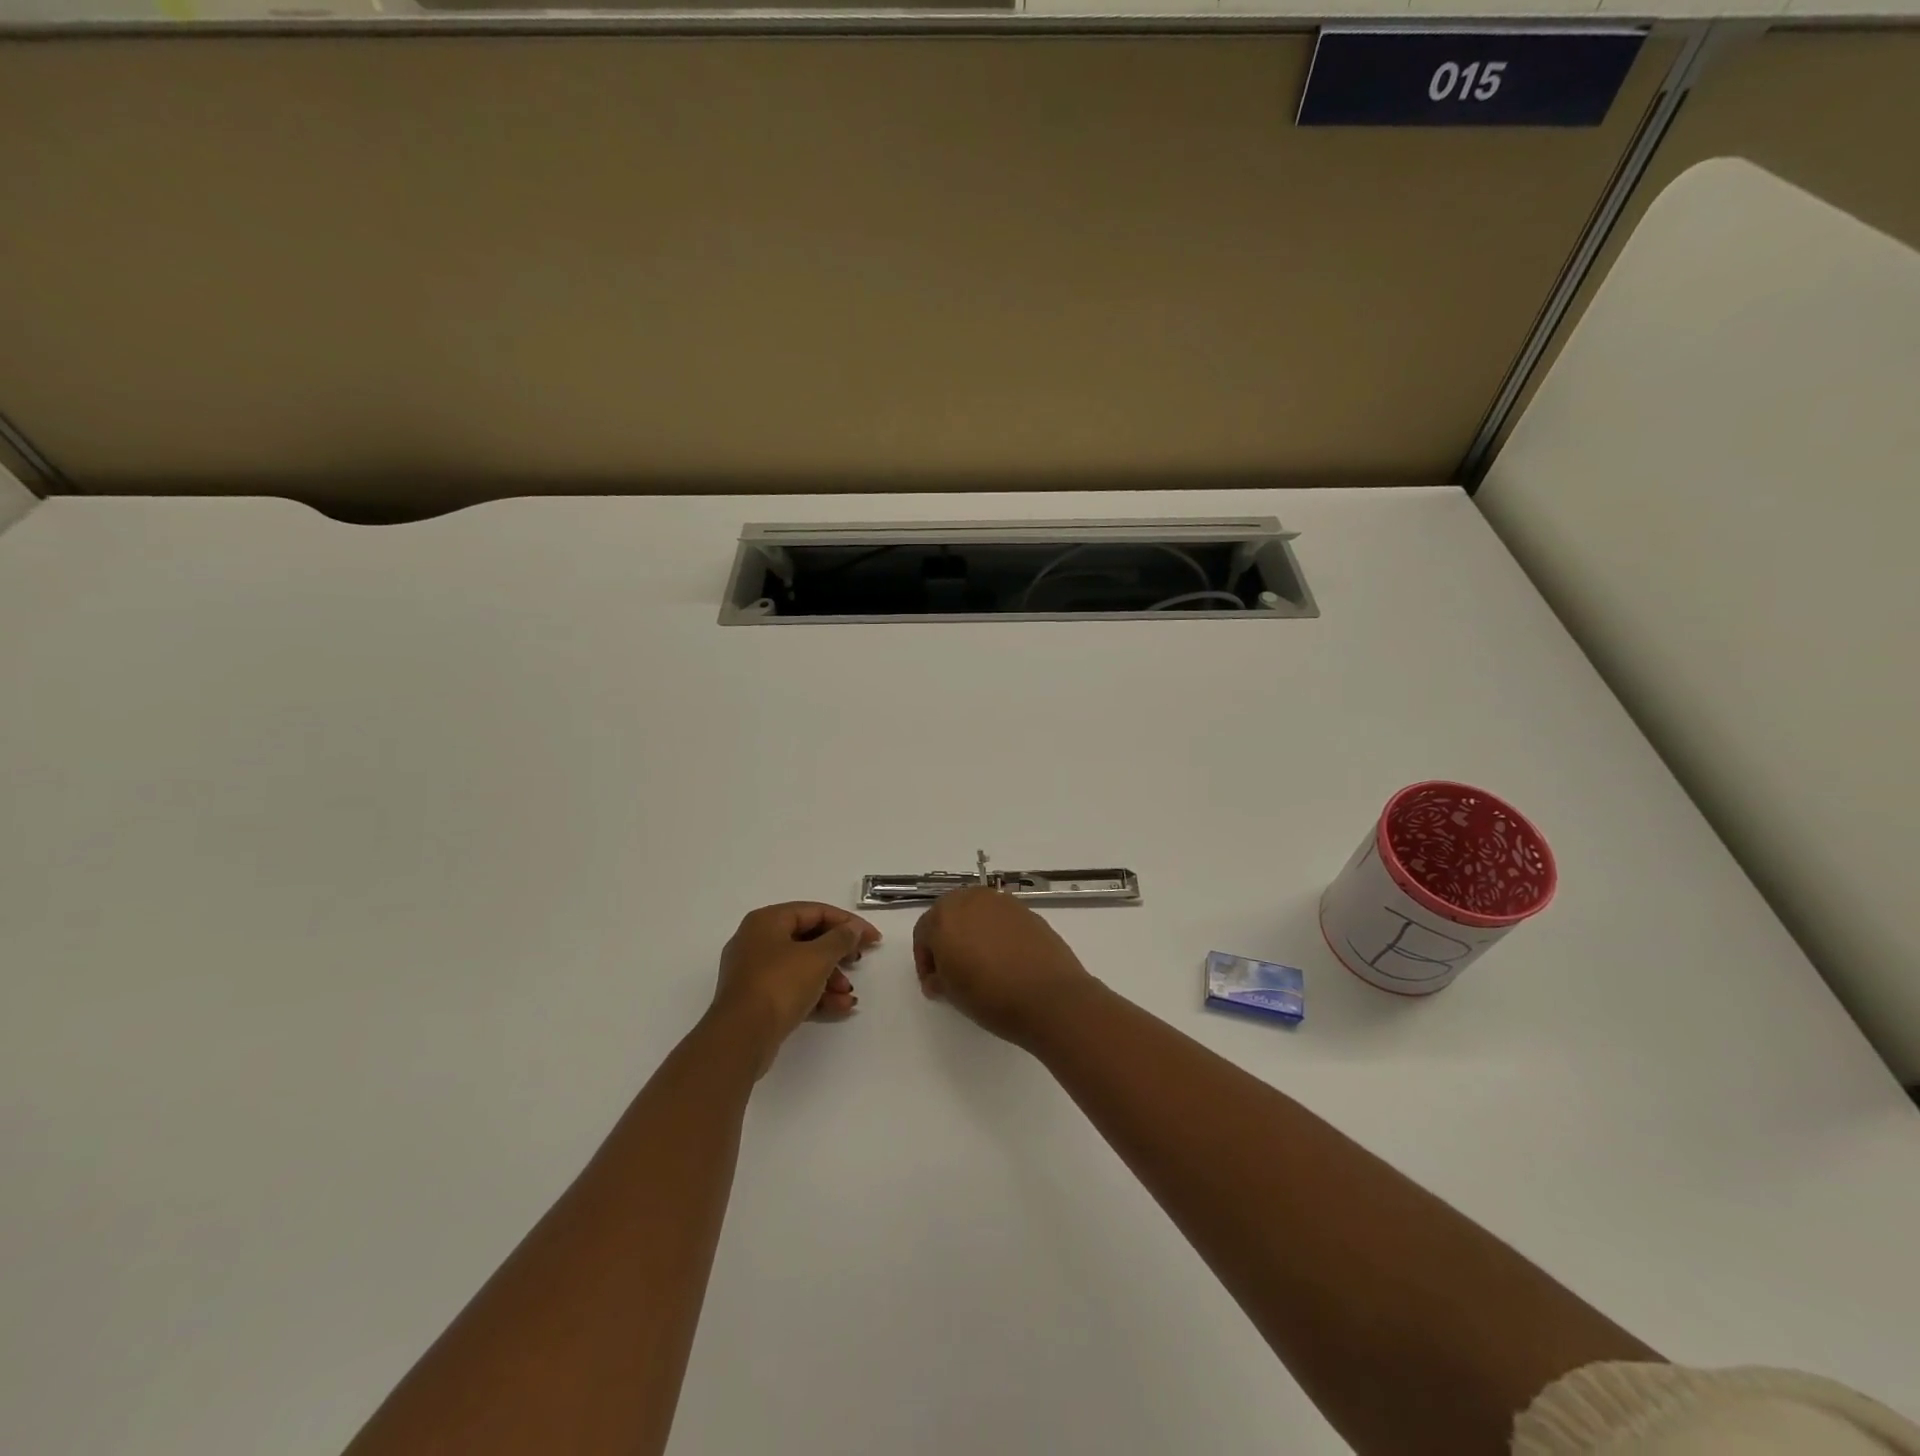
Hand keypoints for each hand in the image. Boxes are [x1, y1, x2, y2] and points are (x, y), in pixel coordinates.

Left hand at [712, 902, 880, 1076]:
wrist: (741, 1038)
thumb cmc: (779, 985)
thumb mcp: (817, 958)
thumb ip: (841, 939)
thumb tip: (852, 929)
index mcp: (767, 920)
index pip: (815, 911)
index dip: (848, 922)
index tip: (873, 938)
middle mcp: (757, 940)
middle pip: (808, 938)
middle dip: (838, 953)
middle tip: (859, 961)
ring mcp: (754, 971)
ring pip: (801, 966)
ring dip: (830, 978)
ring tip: (849, 993)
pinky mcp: (756, 999)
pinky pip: (792, 988)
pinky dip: (816, 994)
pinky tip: (840, 1007)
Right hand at [912, 887, 1098, 1044]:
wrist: (1049, 997)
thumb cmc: (990, 996)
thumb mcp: (951, 993)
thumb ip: (939, 977)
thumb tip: (940, 976)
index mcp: (945, 916)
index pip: (923, 932)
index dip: (924, 960)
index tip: (934, 984)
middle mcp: (972, 899)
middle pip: (949, 914)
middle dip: (946, 939)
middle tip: (953, 970)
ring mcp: (1002, 902)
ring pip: (976, 913)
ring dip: (972, 932)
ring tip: (980, 964)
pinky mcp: (1027, 910)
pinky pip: (1001, 918)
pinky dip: (996, 933)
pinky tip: (1005, 959)